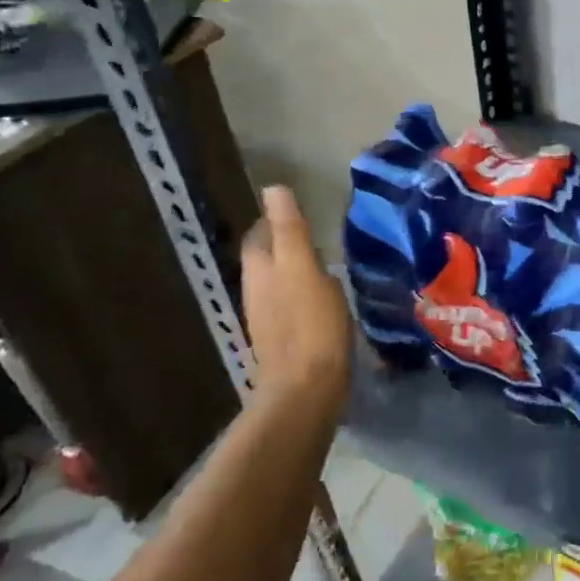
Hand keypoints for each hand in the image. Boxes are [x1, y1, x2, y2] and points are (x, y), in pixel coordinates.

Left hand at [239, 186, 351, 412]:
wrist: (306, 390)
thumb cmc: (310, 324)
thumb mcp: (303, 268)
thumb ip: (289, 229)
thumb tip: (273, 189)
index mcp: (260, 270)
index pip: (260, 234)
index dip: (276, 220)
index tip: (302, 212)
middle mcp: (256, 292)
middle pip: (266, 258)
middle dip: (284, 244)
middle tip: (316, 236)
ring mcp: (267, 319)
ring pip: (276, 282)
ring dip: (293, 270)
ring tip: (323, 264)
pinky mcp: (282, 341)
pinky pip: (288, 306)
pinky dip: (301, 294)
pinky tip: (322, 300)